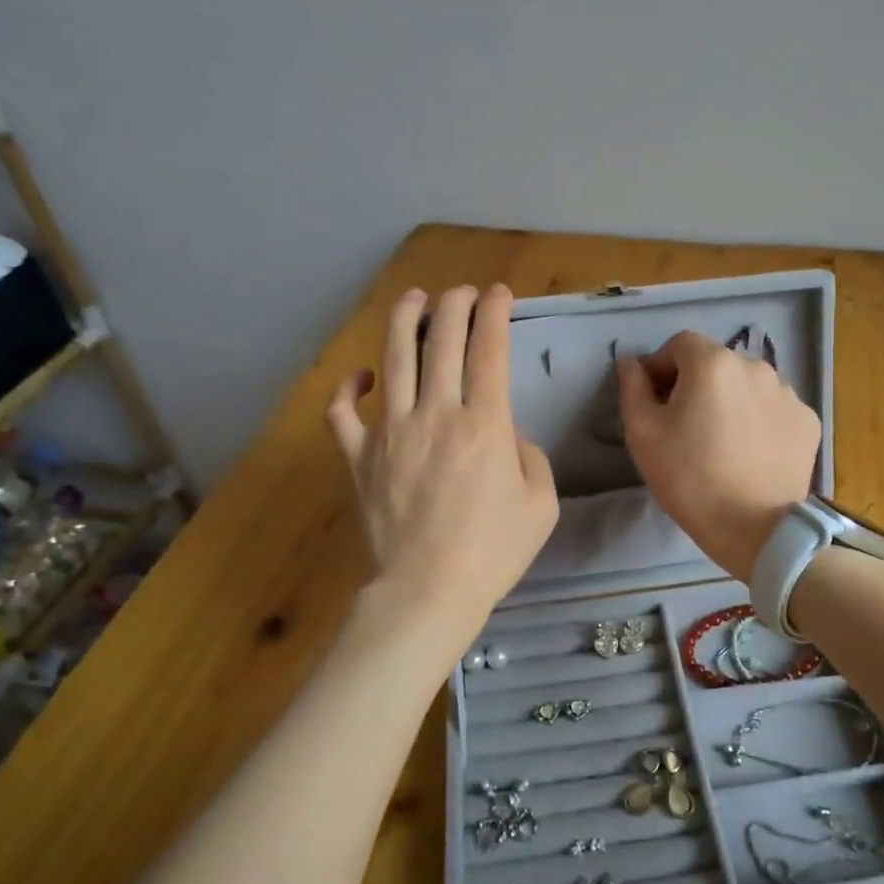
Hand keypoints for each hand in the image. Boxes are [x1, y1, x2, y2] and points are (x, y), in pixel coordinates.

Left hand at [327, 285, 558, 636]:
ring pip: (393, 359)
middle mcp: (435, 414)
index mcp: (484, 424)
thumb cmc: (493, 551)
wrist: (429, 591)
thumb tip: (505, 434)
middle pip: (442, 342)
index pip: (489, 350)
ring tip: (413, 298)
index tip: (499, 294)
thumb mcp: (541, 504)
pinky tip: (360, 375)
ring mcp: (390, 432)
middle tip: (462, 293)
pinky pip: (343, 412)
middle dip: (454, 306)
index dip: (495, 314)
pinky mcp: (358, 456)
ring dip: (404, 321)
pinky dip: (348, 389)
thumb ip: (529, 456)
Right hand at [618, 330, 820, 582]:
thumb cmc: (689, 478)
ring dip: (730, 400)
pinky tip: (749, 453)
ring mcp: (788, 393)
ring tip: (721, 441)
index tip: (654, 401)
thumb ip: (632, 388)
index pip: (679, 344)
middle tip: (684, 426)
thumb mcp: (643, 434)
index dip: (661, 367)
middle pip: (716, 363)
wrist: (755, 528)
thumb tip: (631, 363)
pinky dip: (758, 421)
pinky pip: (772, 409)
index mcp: (713, 363)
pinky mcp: (807, 421)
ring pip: (747, 385)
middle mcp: (755, 366)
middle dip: (696, 384)